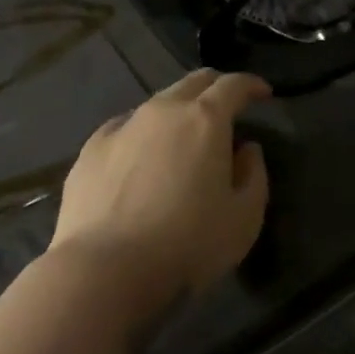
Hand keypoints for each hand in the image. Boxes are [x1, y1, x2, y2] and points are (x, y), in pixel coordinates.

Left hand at [50, 70, 270, 323]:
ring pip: (158, 103)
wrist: (104, 271)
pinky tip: (140, 156)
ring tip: (183, 137)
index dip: (252, 85)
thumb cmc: (187, 245)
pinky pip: (125, 127)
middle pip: (194, 82)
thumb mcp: (244, 218)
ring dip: (178, 111)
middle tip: (227, 106)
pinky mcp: (92, 148)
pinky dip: (142, 133)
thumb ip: (254, 175)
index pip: (234, 85)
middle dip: (216, 87)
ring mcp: (124, 126)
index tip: (263, 93)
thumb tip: (246, 150)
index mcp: (206, 120)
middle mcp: (164, 110)